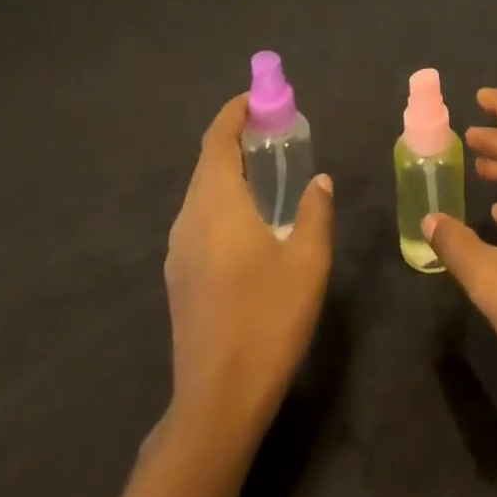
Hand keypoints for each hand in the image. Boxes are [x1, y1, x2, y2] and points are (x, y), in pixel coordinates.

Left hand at [164, 94, 333, 425]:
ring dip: (230, 168)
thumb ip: (314, 211)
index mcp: (215, 205)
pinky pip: (200, 216)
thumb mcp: (308, 261)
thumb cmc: (267, 320)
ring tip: (268, 167)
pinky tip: (252, 217)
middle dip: (236, 137)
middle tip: (276, 129)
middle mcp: (189, 219)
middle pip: (207, 162)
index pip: (217, 140)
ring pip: (202, 191)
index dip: (235, 112)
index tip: (261, 96)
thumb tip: (318, 181)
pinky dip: (224, 197)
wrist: (217, 400)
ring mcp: (179, 250)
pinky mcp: (180, 275)